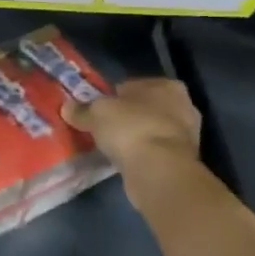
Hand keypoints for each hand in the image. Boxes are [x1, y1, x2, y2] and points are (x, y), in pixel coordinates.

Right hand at [64, 78, 203, 203]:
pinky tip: (125, 160)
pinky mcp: (183, 159)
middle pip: (144, 108)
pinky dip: (142, 154)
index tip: (96, 110)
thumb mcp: (97, 113)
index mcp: (167, 85)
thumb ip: (82, 110)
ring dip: (134, 137)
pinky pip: (154, 150)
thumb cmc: (131, 129)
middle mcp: (183, 105)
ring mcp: (187, 134)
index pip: (132, 86)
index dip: (111, 97)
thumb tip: (67, 107)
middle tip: (102, 128)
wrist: (159, 171)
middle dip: (125, 117)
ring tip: (112, 146)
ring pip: (150, 130)